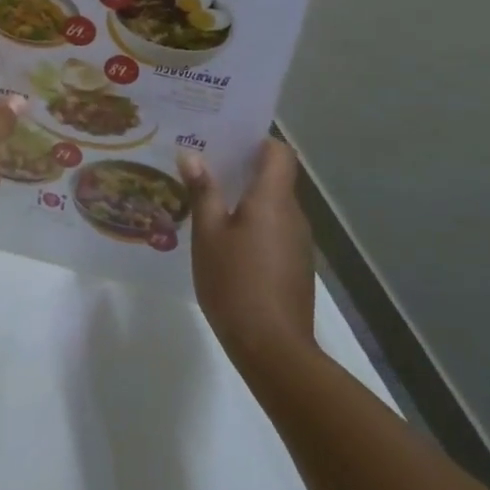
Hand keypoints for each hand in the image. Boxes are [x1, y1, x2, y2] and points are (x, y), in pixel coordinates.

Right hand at [185, 138, 318, 372]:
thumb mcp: (208, 234)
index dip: (256, 141)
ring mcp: (298, 243)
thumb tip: (191, 155)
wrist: (272, 348)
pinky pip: (274, 229)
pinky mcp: (294, 266)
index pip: (279, 153)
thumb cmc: (235, 282)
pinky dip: (252, 224)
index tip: (225, 140)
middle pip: (275, 177)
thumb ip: (202, 191)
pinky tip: (224, 239)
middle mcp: (293, 215)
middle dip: (242, 168)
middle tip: (203, 165)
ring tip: (207, 199)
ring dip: (245, 198)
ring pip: (273, 205)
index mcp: (273, 199)